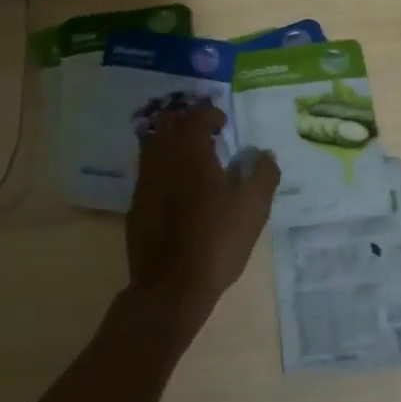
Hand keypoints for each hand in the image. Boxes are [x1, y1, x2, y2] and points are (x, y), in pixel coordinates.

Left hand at [126, 103, 279, 341]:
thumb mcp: (253, 207)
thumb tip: (264, 156)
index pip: (194, 115)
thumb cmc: (216, 240)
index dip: (209, 114)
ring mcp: (144, 183)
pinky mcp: (136, 207)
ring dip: (172, 144)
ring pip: (153, 147)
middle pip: (168, 124)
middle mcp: (162, 159)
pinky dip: (162, 170)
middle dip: (187, 123)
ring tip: (193, 161)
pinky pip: (148, 174)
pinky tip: (178, 191)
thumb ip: (263, 174)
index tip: (224, 125)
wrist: (171, 287)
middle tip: (207, 136)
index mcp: (190, 151)